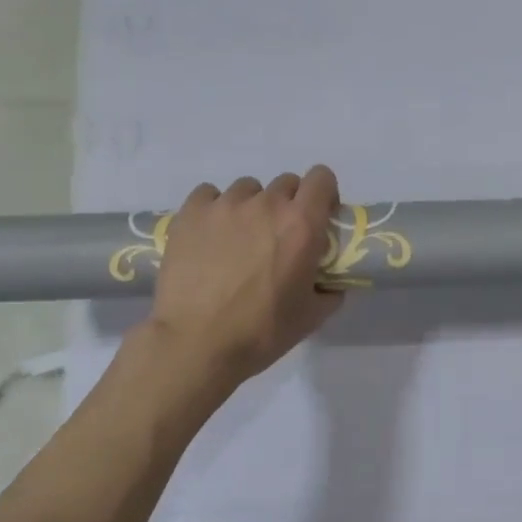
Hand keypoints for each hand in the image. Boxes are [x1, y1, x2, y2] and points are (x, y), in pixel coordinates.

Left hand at [144, 167, 344, 385]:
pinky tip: (210, 235)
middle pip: (285, 183)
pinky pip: (208, 195)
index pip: (321, 178)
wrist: (196, 344)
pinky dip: (214, 209)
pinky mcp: (190, 213)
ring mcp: (224, 205)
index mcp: (301, 225)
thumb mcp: (311, 317)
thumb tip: (331, 284)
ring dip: (251, 207)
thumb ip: (329, 292)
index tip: (318, 215)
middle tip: (278, 237)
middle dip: (288, 205)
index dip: (323, 193)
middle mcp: (265, 204)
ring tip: (239, 239)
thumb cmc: (261, 332)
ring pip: (247, 189)